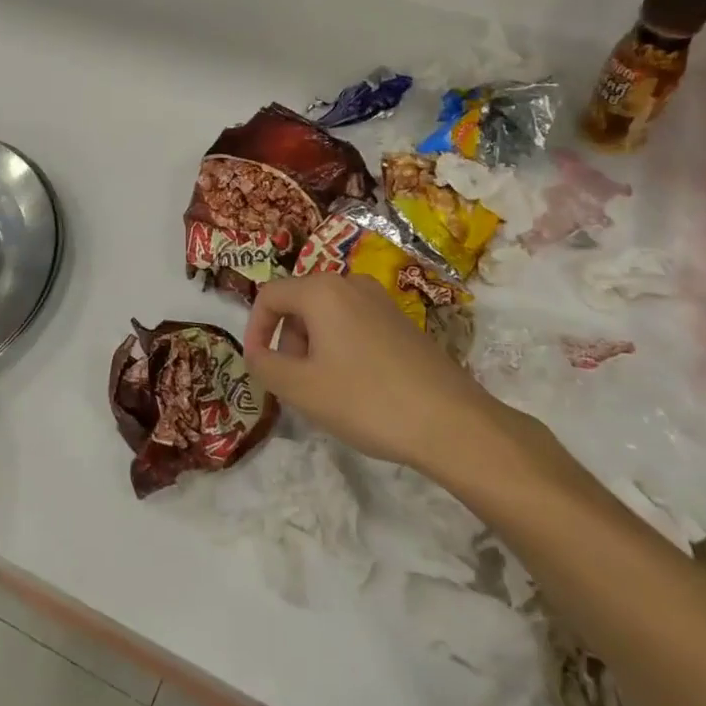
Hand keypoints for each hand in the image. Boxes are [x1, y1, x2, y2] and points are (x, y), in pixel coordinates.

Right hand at [243, 273, 543, 481]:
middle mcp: (351, 283)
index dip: (254, 329)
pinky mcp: (402, 321)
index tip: (258, 366)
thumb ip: (265, 366)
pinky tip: (357, 388)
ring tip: (326, 391)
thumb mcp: (301, 388)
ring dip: (314, 348)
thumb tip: (257, 352)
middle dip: (287, 342)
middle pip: (299, 303)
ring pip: (327, 316)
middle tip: (295, 385)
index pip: (269, 295)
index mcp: (322, 290)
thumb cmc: (366, 400)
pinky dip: (341, 349)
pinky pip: (355, 325)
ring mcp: (381, 301)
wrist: (451, 422)